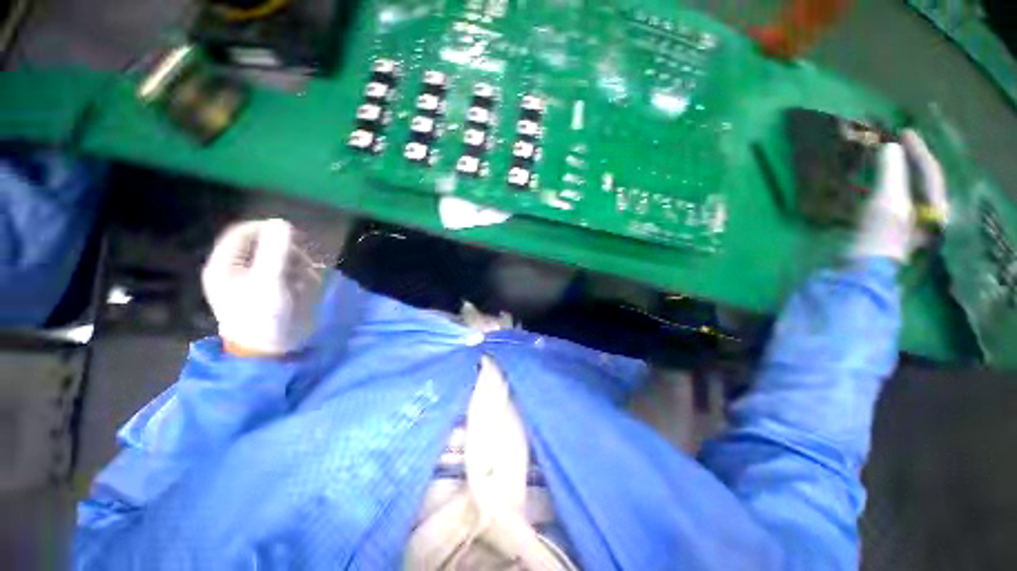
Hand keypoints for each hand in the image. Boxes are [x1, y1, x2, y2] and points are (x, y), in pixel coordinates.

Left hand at [202, 219, 322, 356]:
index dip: (268, 230)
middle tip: (303, 265)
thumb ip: (276, 251)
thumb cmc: (263, 316)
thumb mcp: (270, 282)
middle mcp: (235, 269)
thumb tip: (282, 222)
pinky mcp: (266, 291)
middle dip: (287, 252)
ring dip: (296, 265)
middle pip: (262, 245)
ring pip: (277, 259)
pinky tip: (303, 288)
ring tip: (305, 281)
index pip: (244, 232)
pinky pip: (284, 273)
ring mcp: (251, 281)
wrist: (267, 351)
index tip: (295, 238)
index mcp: (225, 265)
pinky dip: (297, 276)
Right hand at [851, 130, 948, 262]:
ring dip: (887, 176)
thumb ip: (891, 171)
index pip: (930, 172)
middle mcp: (925, 215)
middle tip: (891, 145)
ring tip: (875, 162)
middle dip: (904, 163)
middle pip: (917, 182)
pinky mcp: (884, 231)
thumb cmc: (880, 233)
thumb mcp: (888, 199)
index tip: (904, 132)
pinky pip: (884, 202)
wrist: (860, 268)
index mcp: (934, 208)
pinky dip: (875, 190)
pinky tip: (862, 185)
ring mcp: (904, 225)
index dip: (918, 151)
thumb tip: (891, 147)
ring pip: (900, 192)